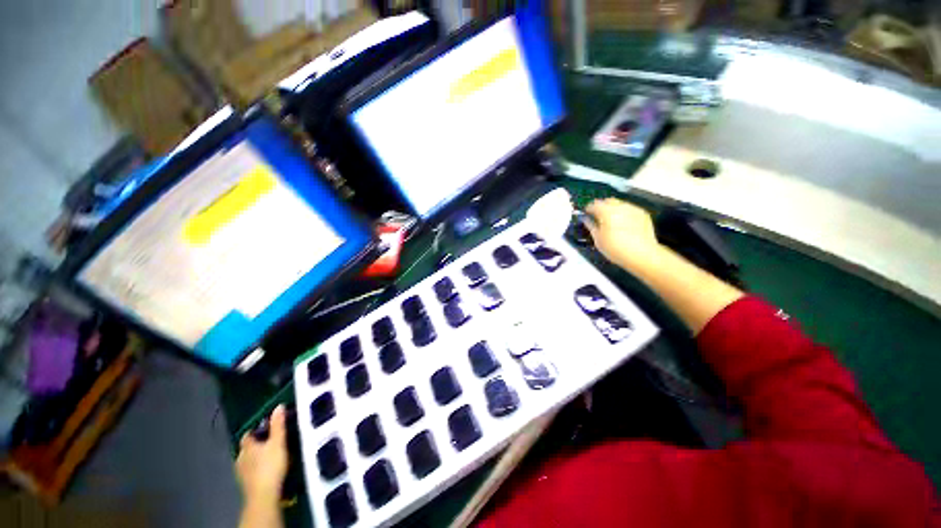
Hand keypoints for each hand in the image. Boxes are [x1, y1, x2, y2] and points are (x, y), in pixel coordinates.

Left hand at [236, 405, 288, 505]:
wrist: (263, 495)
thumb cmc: (270, 465)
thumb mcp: (278, 442)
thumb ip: (278, 425)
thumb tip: (278, 406)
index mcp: (246, 446)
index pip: (247, 435)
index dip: (256, 430)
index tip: (266, 427)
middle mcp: (240, 458)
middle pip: (248, 447)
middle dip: (258, 444)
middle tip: (272, 441)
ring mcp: (241, 473)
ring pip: (249, 460)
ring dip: (257, 457)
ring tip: (272, 455)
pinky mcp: (246, 484)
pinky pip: (251, 471)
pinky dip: (258, 468)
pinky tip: (268, 469)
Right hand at [585, 198, 662, 270]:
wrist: (642, 254)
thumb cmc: (615, 248)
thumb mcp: (598, 239)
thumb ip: (590, 226)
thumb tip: (586, 219)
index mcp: (606, 212)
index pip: (594, 204)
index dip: (588, 209)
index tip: (587, 214)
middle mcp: (620, 207)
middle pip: (608, 201)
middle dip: (602, 207)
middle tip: (598, 217)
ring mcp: (633, 209)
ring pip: (620, 204)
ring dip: (614, 210)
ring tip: (612, 222)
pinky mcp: (643, 214)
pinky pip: (630, 210)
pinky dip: (625, 214)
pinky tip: (624, 225)